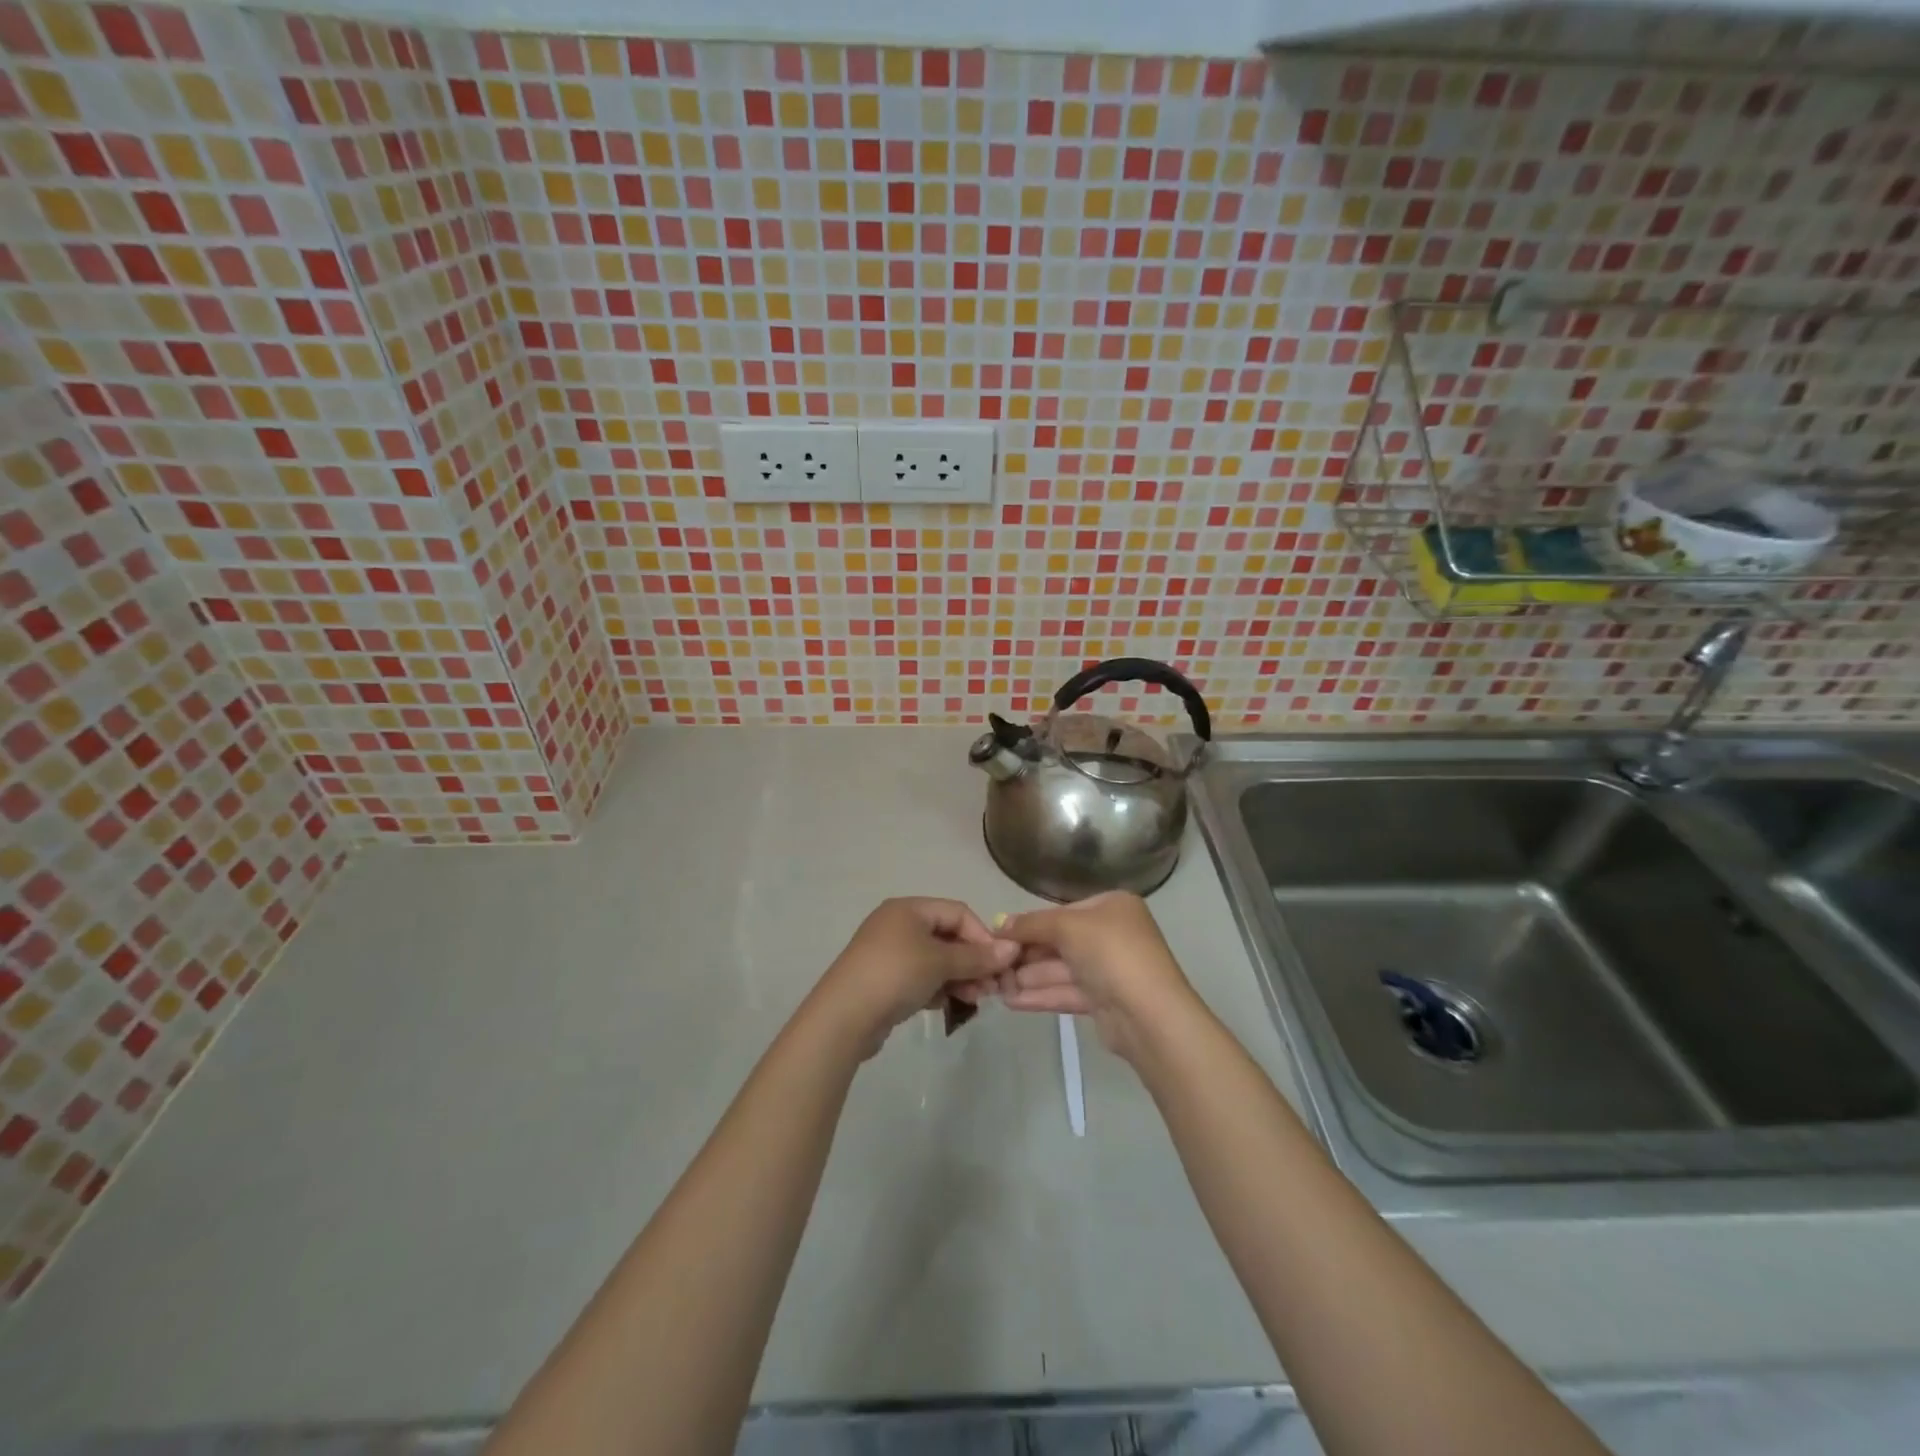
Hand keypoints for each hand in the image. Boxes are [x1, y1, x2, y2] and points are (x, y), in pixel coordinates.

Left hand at [818, 898, 1016, 1056]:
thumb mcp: (940, 962)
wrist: (844, 1017)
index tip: (998, 964)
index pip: (958, 912)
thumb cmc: (895, 975)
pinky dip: (938, 988)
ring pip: (936, 960)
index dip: (982, 936)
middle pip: (947, 936)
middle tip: (990, 988)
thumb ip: (977, 956)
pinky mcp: (885, 980)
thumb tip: (1012, 949)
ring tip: (974, 1000)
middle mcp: (898, 924)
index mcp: (908, 908)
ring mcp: (889, 953)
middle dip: (972, 961)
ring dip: (959, 977)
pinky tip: (948, 1005)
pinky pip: (921, 977)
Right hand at [974, 891, 1196, 1062]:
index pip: (1062, 911)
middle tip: (993, 964)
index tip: (999, 936)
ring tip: (995, 985)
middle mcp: (1113, 934)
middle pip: (1060, 941)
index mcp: (1112, 906)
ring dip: (1028, 976)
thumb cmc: (1110, 953)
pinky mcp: (1104, 1001)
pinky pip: (1067, 991)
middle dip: (1026, 954)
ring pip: (1061, 969)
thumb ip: (1031, 924)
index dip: (1030, 924)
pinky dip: (1040, 994)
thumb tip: (999, 923)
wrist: (1149, 1014)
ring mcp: (1109, 969)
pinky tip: (1010, 1001)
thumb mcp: (1067, 926)